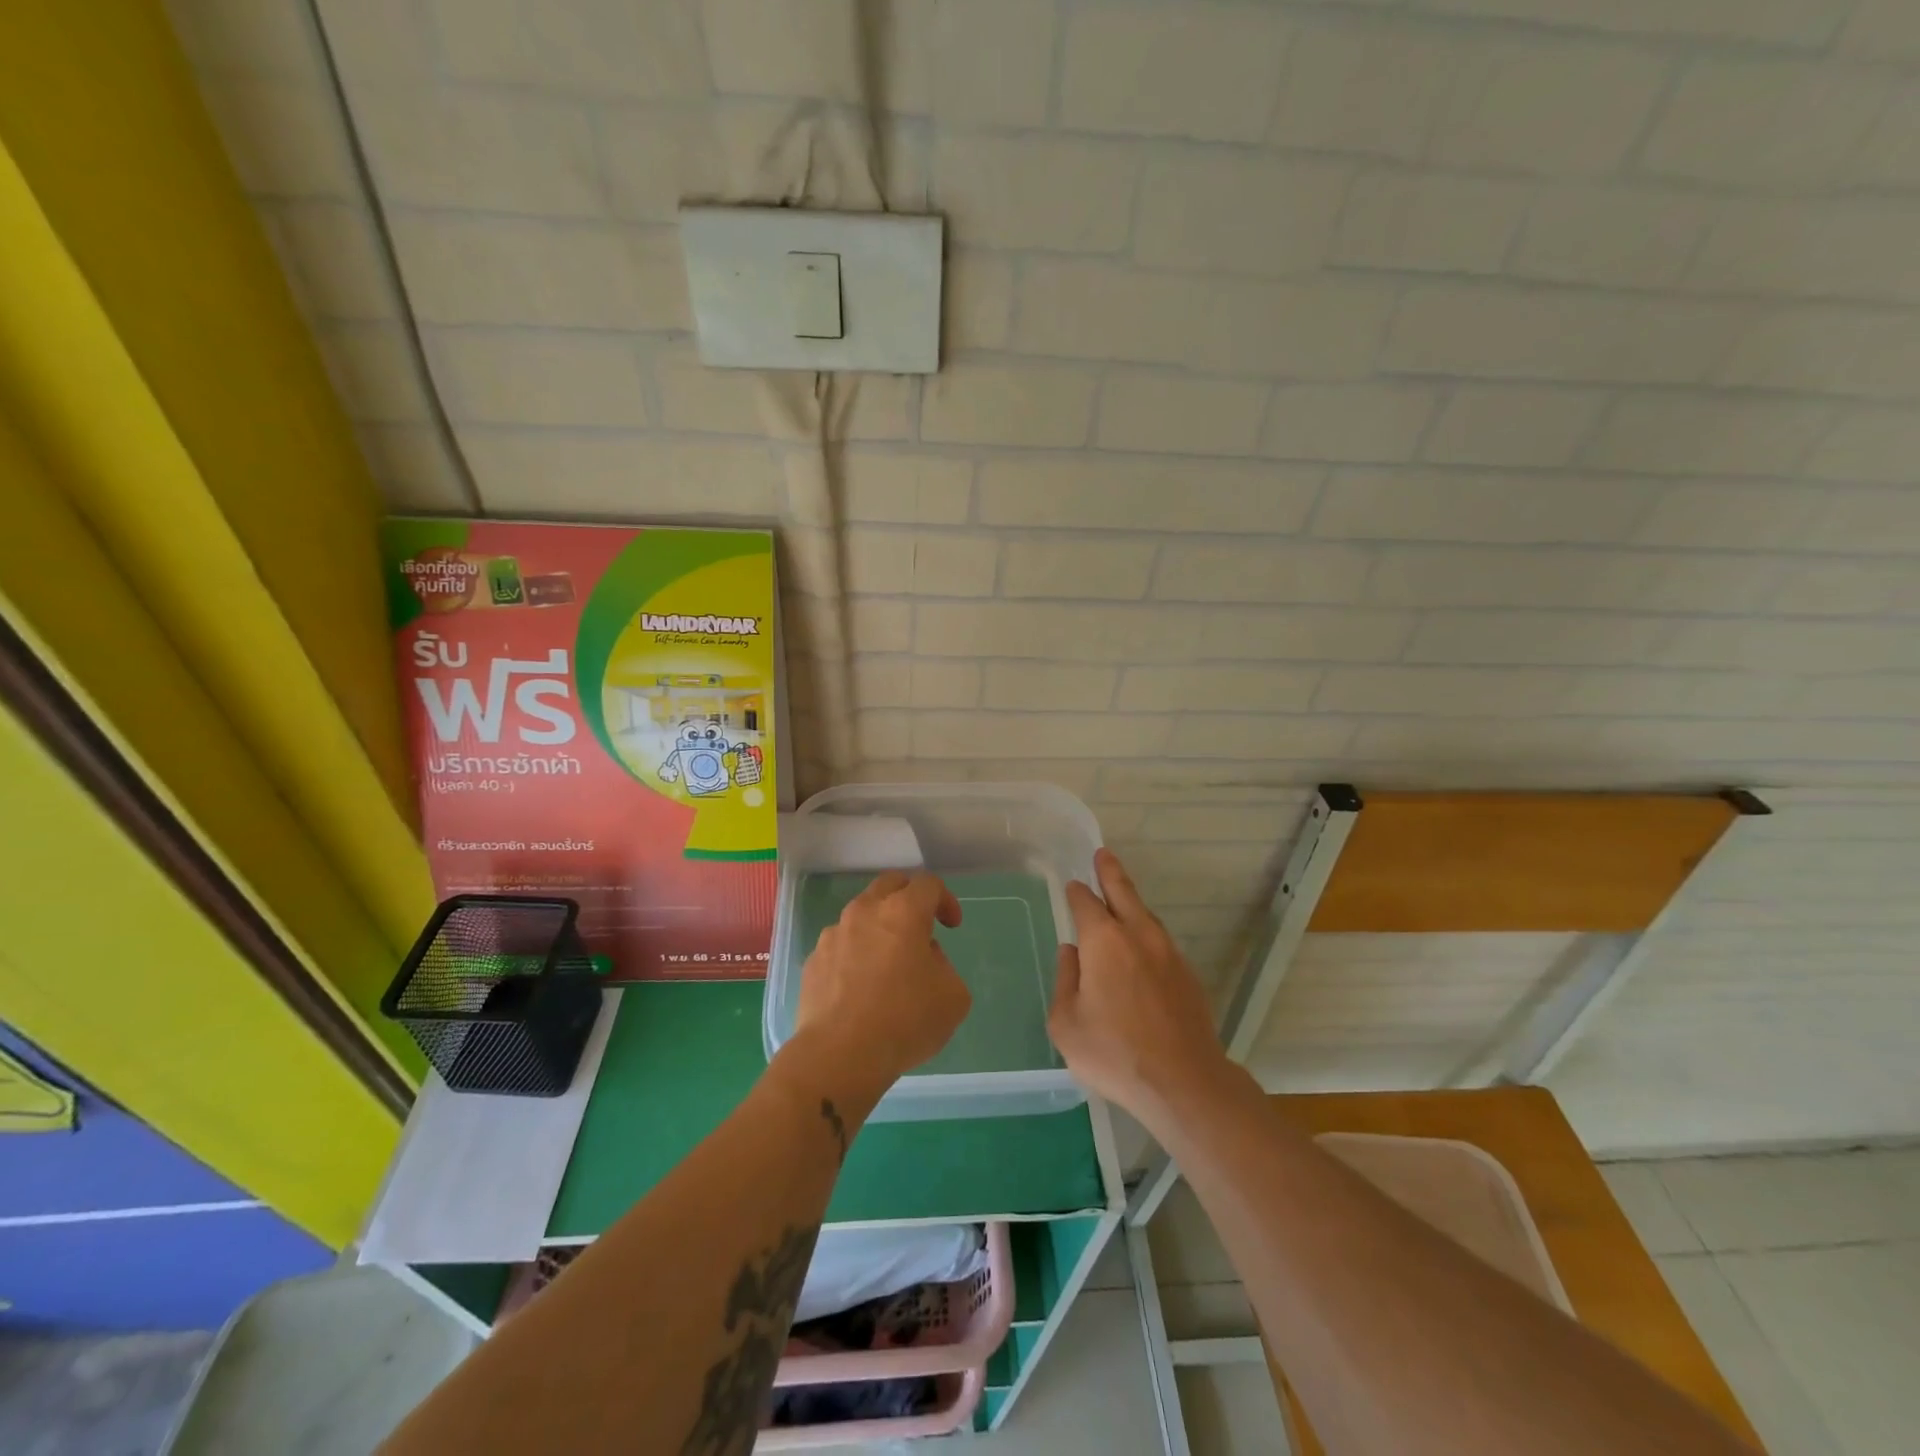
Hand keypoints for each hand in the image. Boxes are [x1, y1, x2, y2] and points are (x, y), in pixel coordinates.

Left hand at [786, 872, 971, 1111]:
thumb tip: (924, 958)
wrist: (839, 1055)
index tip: (952, 925)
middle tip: (921, 926)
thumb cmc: (904, 1021)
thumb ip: (943, 965)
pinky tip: (861, 987)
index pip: (928, 884)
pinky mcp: (813, 961)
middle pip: (889, 885)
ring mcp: (833, 935)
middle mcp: (865, 912)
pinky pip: (841, 946)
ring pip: (861, 915)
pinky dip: (855, 954)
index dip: (946, 899)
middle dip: (910, 898)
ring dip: (879, 928)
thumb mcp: (953, 996)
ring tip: (889, 963)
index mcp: (903, 912)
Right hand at [1048, 849, 1232, 1130]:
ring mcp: (1169, 954)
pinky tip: (1141, 950)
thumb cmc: (1114, 1053)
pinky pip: (1161, 943)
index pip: (1086, 903)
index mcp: (1104, 941)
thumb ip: (1065, 980)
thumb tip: (1071, 954)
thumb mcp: (1066, 1023)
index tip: (1072, 886)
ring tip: (1121, 898)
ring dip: (1131, 903)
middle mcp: (1138, 936)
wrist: (1183, 1083)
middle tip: (1102, 855)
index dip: (1077, 893)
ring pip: (1146, 916)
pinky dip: (1146, 935)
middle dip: (1110, 872)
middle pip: (1123, 893)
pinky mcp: (1188, 976)